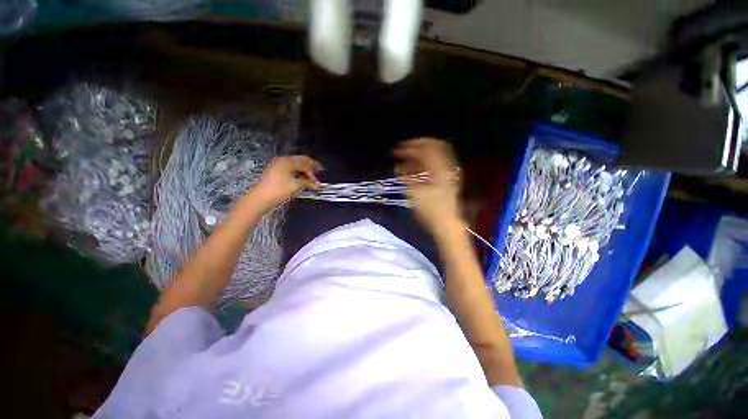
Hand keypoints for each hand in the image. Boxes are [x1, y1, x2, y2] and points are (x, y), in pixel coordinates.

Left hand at [252, 156, 322, 210]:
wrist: (260, 198)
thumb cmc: (279, 190)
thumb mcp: (296, 186)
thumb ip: (308, 183)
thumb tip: (317, 185)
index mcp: (288, 161)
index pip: (305, 161)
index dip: (314, 166)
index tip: (322, 170)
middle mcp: (283, 161)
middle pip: (300, 162)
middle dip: (309, 170)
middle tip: (317, 178)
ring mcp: (278, 166)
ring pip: (295, 167)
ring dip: (304, 173)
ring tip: (310, 182)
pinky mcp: (275, 172)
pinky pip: (290, 171)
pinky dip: (297, 175)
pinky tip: (302, 181)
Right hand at [394, 138, 461, 235]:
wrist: (446, 223)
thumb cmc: (430, 210)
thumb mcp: (415, 192)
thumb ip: (407, 176)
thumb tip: (399, 167)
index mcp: (439, 169)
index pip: (427, 148)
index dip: (412, 146)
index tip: (399, 148)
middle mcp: (445, 167)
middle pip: (433, 148)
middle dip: (416, 148)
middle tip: (403, 150)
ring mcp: (447, 173)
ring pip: (433, 157)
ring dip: (418, 157)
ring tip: (405, 161)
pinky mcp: (446, 180)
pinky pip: (434, 167)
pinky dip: (422, 166)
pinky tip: (412, 171)